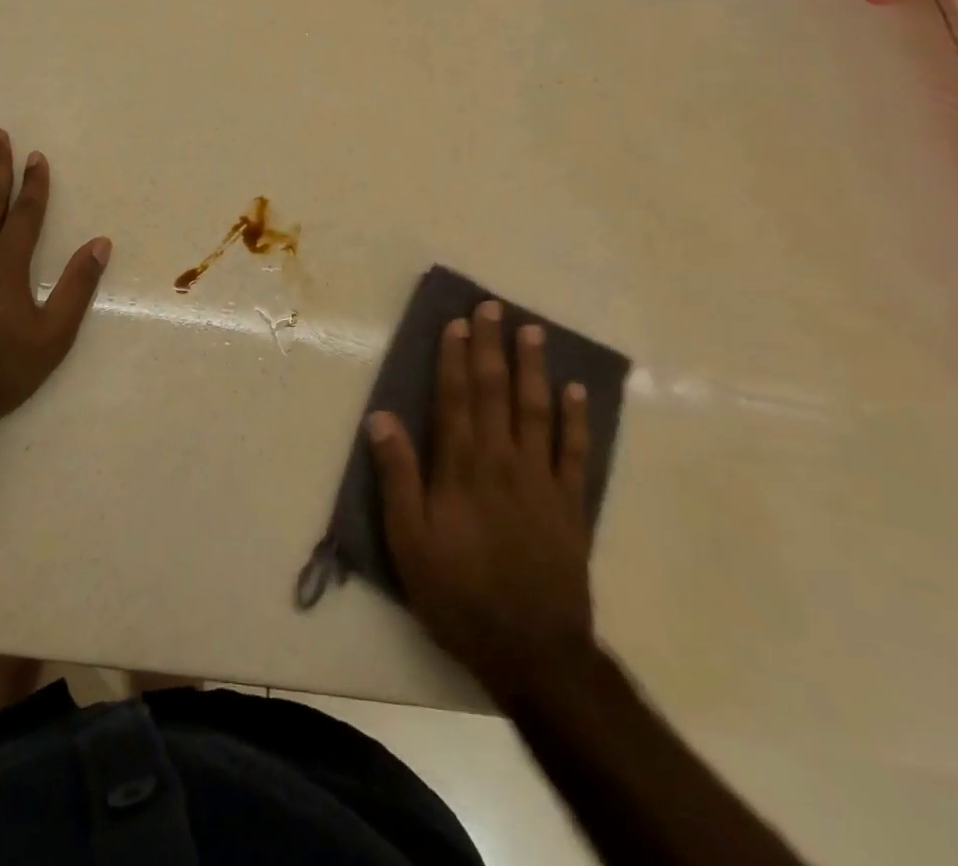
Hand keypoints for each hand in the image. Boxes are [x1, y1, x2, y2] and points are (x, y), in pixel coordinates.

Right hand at [366, 300, 595, 703]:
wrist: (533, 652)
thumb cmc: (459, 595)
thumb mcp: (410, 542)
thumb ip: (397, 477)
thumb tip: (381, 417)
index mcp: (461, 469)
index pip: (456, 399)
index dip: (455, 358)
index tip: (456, 323)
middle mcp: (502, 462)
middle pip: (496, 393)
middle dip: (492, 347)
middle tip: (492, 307)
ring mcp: (542, 481)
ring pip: (537, 410)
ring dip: (533, 368)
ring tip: (533, 330)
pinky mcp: (570, 505)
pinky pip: (575, 452)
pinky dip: (576, 419)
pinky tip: (575, 390)